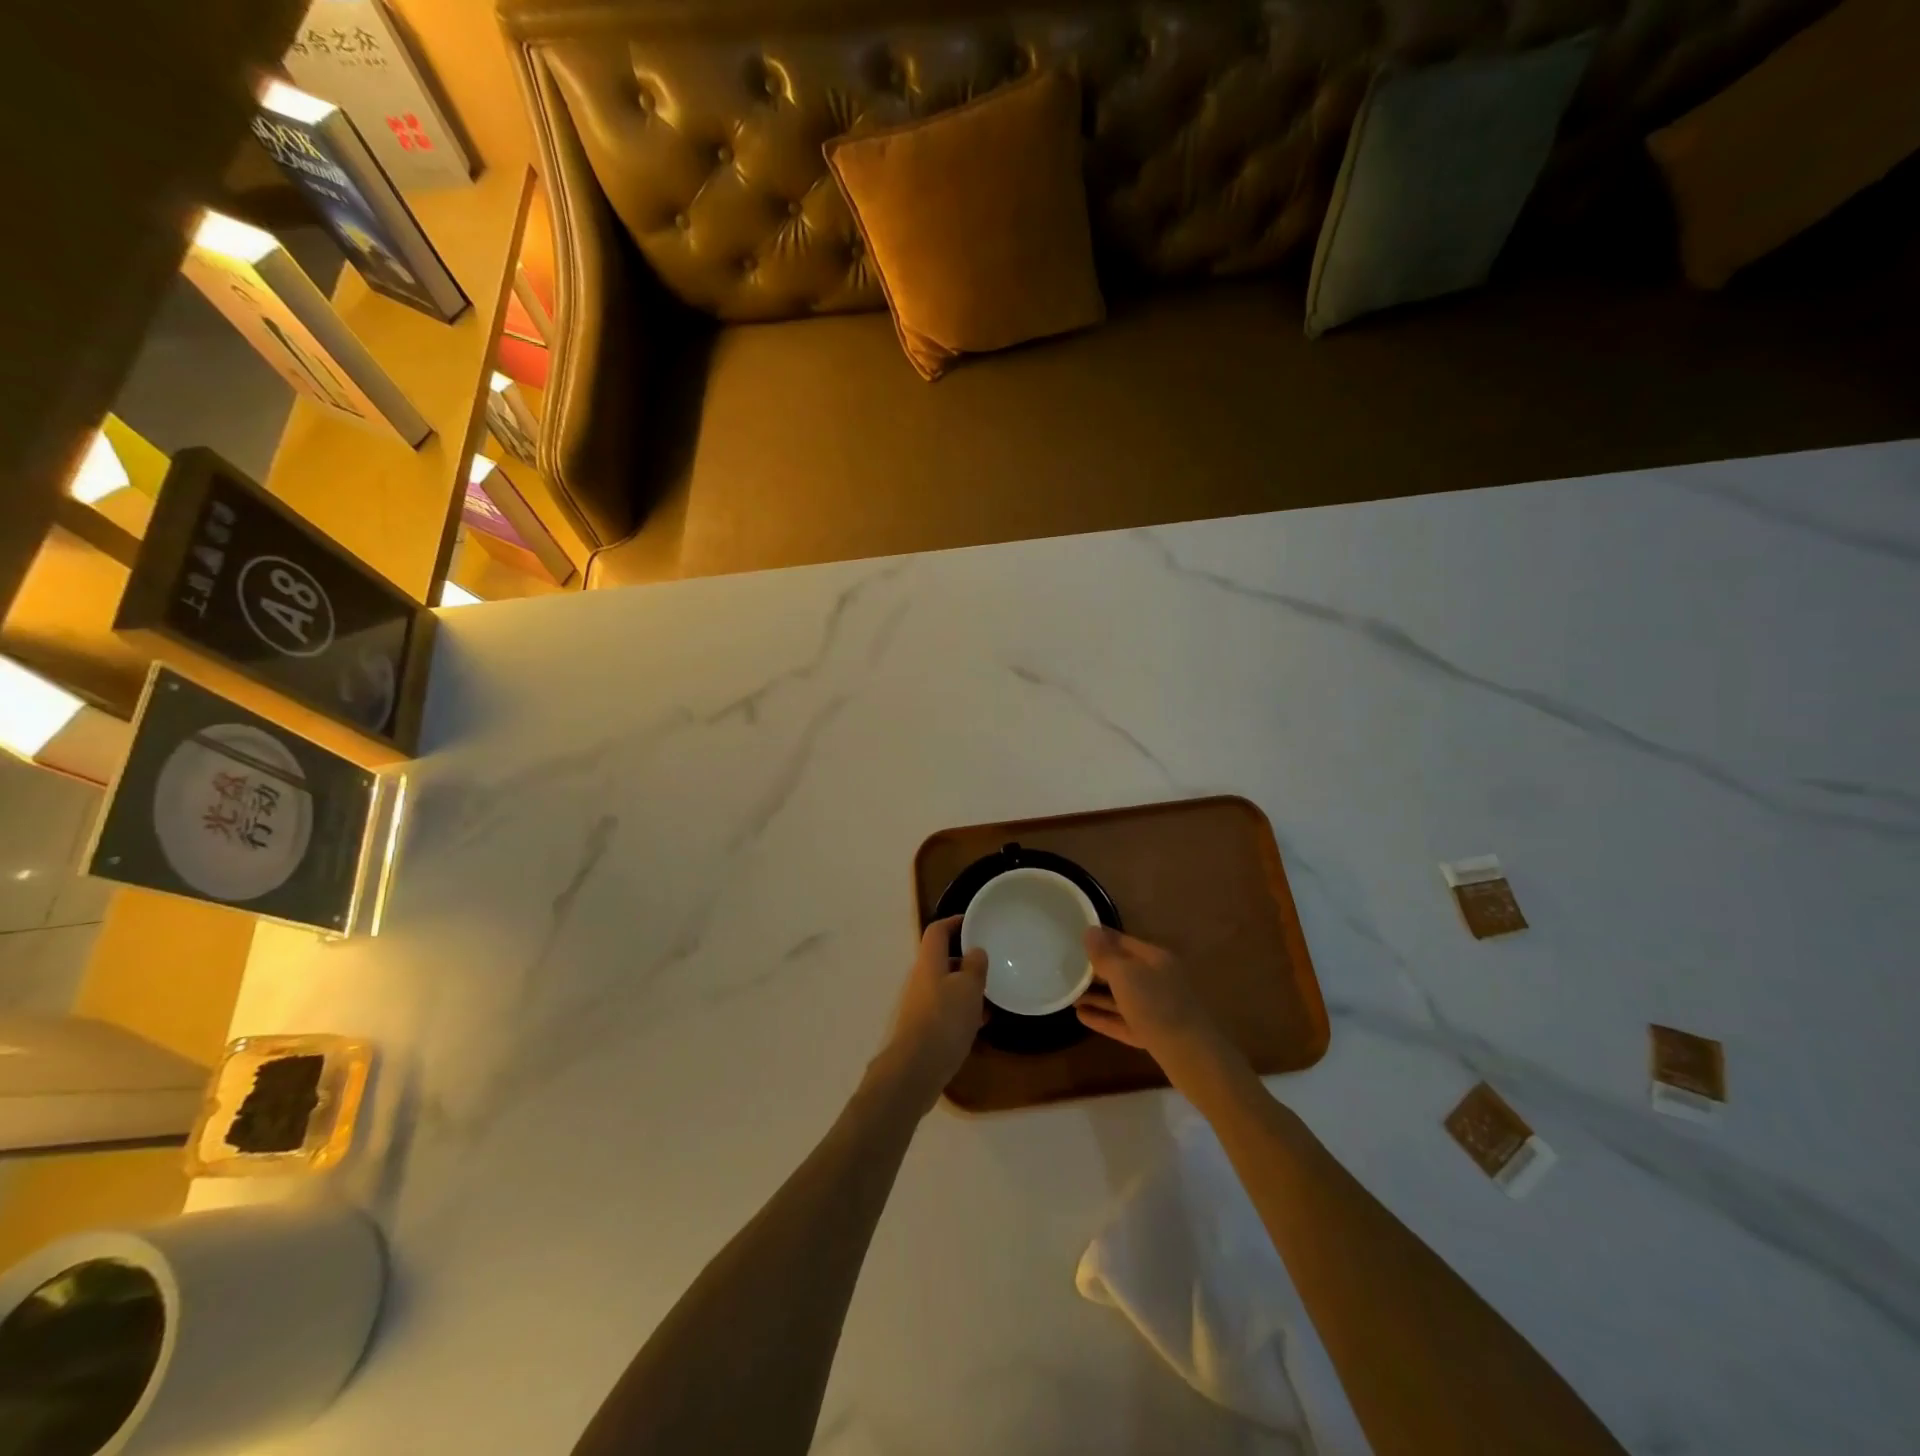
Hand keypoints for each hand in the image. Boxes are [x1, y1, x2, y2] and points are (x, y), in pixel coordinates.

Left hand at [874, 917, 987, 1112]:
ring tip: (991, 994)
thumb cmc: (944, 1020)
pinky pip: (945, 1009)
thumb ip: (974, 966)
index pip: (937, 931)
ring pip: (946, 986)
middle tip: (989, 962)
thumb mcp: (968, 989)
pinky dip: (962, 1010)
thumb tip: (975, 951)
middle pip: (942, 959)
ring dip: (966, 987)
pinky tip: (981, 1022)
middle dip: (965, 959)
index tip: (973, 922)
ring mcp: (920, 1004)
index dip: (953, 922)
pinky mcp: (923, 1028)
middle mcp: (921, 979)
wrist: (915, 1069)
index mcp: (929, 962)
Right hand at [1075, 928, 1241, 1085]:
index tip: (1073, 935)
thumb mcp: (1126, 975)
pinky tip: (1081, 1016)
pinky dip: (1103, 1017)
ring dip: (1096, 995)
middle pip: (1121, 969)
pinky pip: (1122, 1020)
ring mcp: (1155, 1007)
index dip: (1099, 937)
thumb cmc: (1156, 1006)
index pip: (1122, 940)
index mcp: (1154, 958)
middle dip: (1095, 968)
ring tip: (1069, 993)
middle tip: (1066, 966)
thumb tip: (1090, 931)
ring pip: (1120, 996)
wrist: (1191, 1055)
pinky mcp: (1152, 1032)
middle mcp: (1156, 979)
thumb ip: (1106, 955)